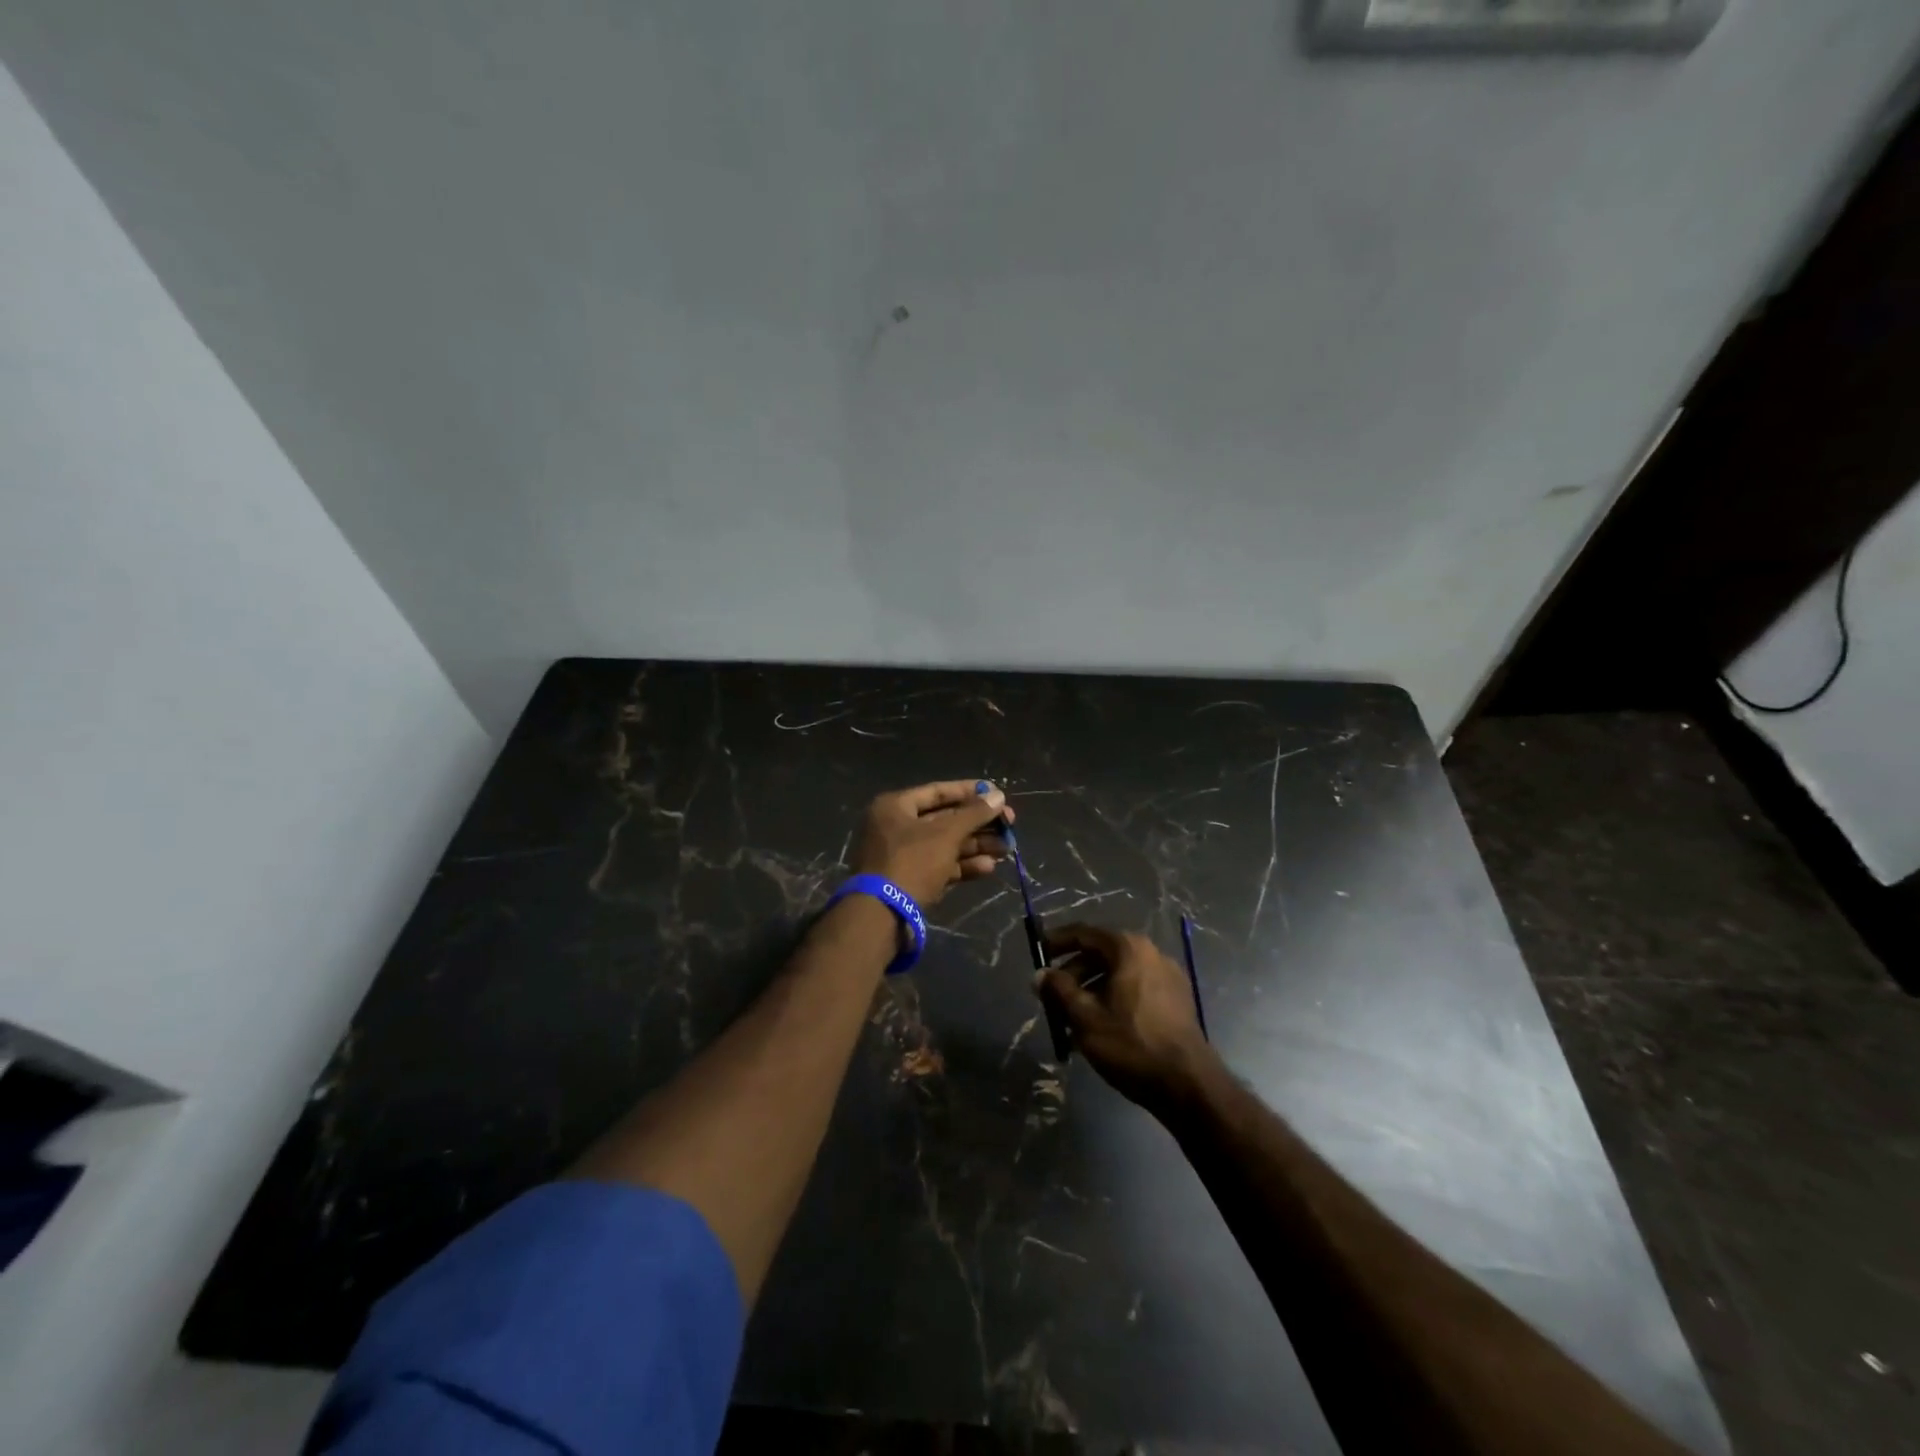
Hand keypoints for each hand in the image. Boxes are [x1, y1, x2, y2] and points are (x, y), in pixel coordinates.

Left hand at [850, 779, 1013, 909]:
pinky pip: (941, 866)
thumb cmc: (912, 862)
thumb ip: (974, 814)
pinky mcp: (911, 881)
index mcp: (895, 807)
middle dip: (979, 824)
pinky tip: (989, 868)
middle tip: (1010, 825)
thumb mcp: (946, 834)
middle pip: (945, 819)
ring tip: (1007, 849)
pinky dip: (963, 866)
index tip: (998, 795)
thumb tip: (998, 796)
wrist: (882, 915)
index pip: (938, 792)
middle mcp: (896, 827)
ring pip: (946, 845)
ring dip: (977, 846)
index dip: (970, 792)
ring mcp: (902, 856)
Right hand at [1036, 923, 1216, 1113]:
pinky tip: (1098, 1029)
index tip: (1037, 952)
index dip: (1057, 942)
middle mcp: (1150, 954)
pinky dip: (1112, 1000)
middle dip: (1073, 975)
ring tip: (1070, 1021)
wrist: (1188, 1085)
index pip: (1084, 933)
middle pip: (1101, 955)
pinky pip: (1134, 990)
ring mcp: (1167, 977)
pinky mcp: (1176, 1000)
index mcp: (1129, 949)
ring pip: (1117, 975)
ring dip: (1090, 991)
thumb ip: (1059, 990)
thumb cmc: (1131, 1044)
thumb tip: (1040, 974)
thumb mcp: (1085, 1017)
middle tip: (1051, 998)